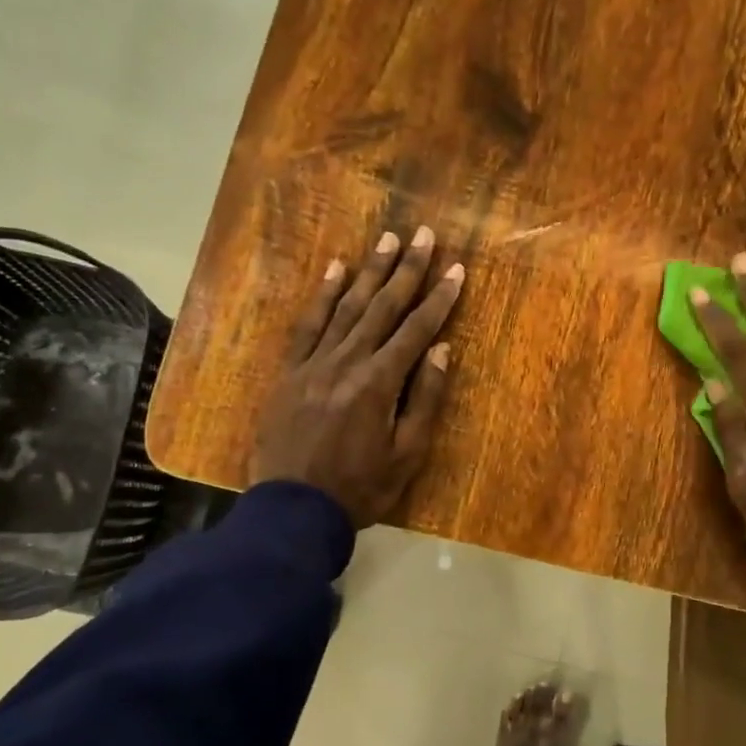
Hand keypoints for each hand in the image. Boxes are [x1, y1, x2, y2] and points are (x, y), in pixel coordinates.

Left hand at [250, 228, 463, 526]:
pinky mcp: (289, 372)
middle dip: (407, 270)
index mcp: (379, 383)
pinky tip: (335, 270)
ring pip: (346, 308)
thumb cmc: (359, 489)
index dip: (439, 299)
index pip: (417, 330)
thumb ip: (425, 400)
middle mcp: (347, 362)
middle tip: (424, 235)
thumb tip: (441, 350)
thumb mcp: (406, 455)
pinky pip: (307, 325)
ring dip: (369, 272)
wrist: (293, 510)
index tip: (456, 269)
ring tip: (387, 240)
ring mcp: (314, 363)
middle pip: (382, 308)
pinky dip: (323, 296)